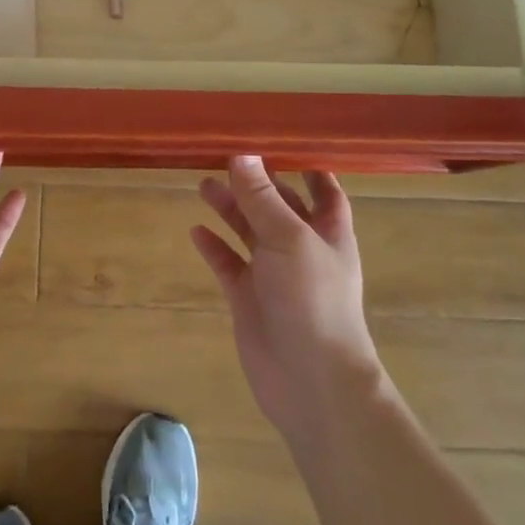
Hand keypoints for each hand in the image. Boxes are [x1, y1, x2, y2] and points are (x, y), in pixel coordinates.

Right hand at [191, 156, 392, 443]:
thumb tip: (241, 154)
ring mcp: (274, 275)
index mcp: (328, 232)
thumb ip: (262, 197)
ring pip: (249, 232)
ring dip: (230, 209)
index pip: (324, 192)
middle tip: (224, 157)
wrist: (310, 381)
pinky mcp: (249, 299)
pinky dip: (214, 247)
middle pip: (278, 206)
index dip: (309, 168)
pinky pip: (229, 264)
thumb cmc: (312, 300)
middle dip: (256, 183)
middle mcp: (302, 249)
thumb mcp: (289, 238)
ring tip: (203, 185)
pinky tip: (196, 231)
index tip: (283, 143)